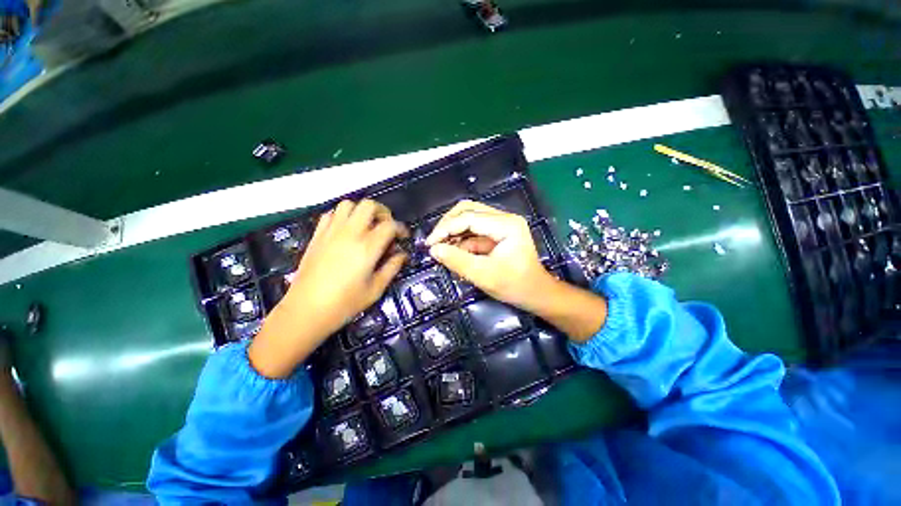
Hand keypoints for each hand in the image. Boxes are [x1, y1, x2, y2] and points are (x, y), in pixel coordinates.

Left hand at [249, 199, 407, 377]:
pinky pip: (331, 214)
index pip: (390, 225)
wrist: (305, 310)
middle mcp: (350, 234)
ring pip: (348, 204)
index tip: (403, 237)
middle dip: (383, 212)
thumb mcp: (375, 289)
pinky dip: (342, 216)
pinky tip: (346, 231)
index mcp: (367, 247)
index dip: (401, 228)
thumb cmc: (344, 303)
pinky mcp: (317, 236)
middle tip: (386, 226)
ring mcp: (331, 232)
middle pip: (369, 206)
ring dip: (361, 211)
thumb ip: (392, 268)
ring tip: (366, 226)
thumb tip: (402, 255)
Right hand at [426, 201, 607, 340]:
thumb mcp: (484, 275)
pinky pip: (472, 230)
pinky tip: (452, 251)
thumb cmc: (515, 286)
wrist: (536, 294)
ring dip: (452, 232)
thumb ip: (457, 260)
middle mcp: (504, 218)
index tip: (430, 244)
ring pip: (468, 218)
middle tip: (434, 242)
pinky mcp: (496, 233)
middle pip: (468, 210)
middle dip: (448, 225)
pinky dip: (460, 239)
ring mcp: (500, 224)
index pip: (469, 217)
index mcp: (506, 225)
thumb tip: (434, 250)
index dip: (446, 229)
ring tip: (440, 248)